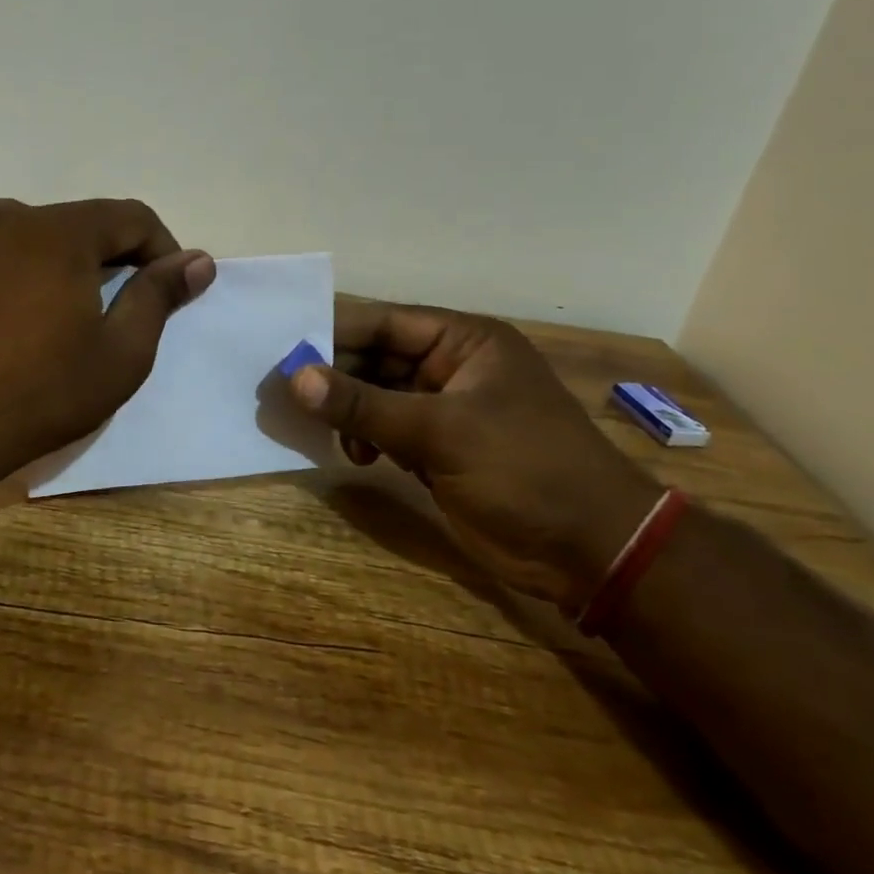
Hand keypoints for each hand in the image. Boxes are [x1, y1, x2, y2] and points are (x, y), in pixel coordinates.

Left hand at [0, 198, 214, 474]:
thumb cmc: (41, 394)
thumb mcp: (120, 353)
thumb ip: (159, 296)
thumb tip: (197, 260)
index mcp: (60, 233)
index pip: (132, 217)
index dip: (162, 249)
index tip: (170, 290)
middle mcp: (15, 218)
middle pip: (88, 220)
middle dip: (120, 254)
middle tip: (129, 305)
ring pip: (47, 228)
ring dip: (76, 255)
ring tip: (81, 303)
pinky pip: (5, 237)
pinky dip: (31, 253)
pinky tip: (32, 287)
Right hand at [288, 300, 659, 608]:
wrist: (591, 551)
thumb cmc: (524, 470)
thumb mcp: (440, 432)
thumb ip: (363, 404)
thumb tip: (295, 377)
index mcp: (465, 341)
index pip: (385, 322)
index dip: (334, 331)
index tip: (282, 346)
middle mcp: (452, 366)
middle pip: (375, 357)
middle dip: (334, 376)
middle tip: (287, 393)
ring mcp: (445, 408)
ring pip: (376, 395)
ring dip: (348, 411)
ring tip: (321, 429)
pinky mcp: (438, 447)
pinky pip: (385, 429)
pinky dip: (365, 438)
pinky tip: (357, 457)